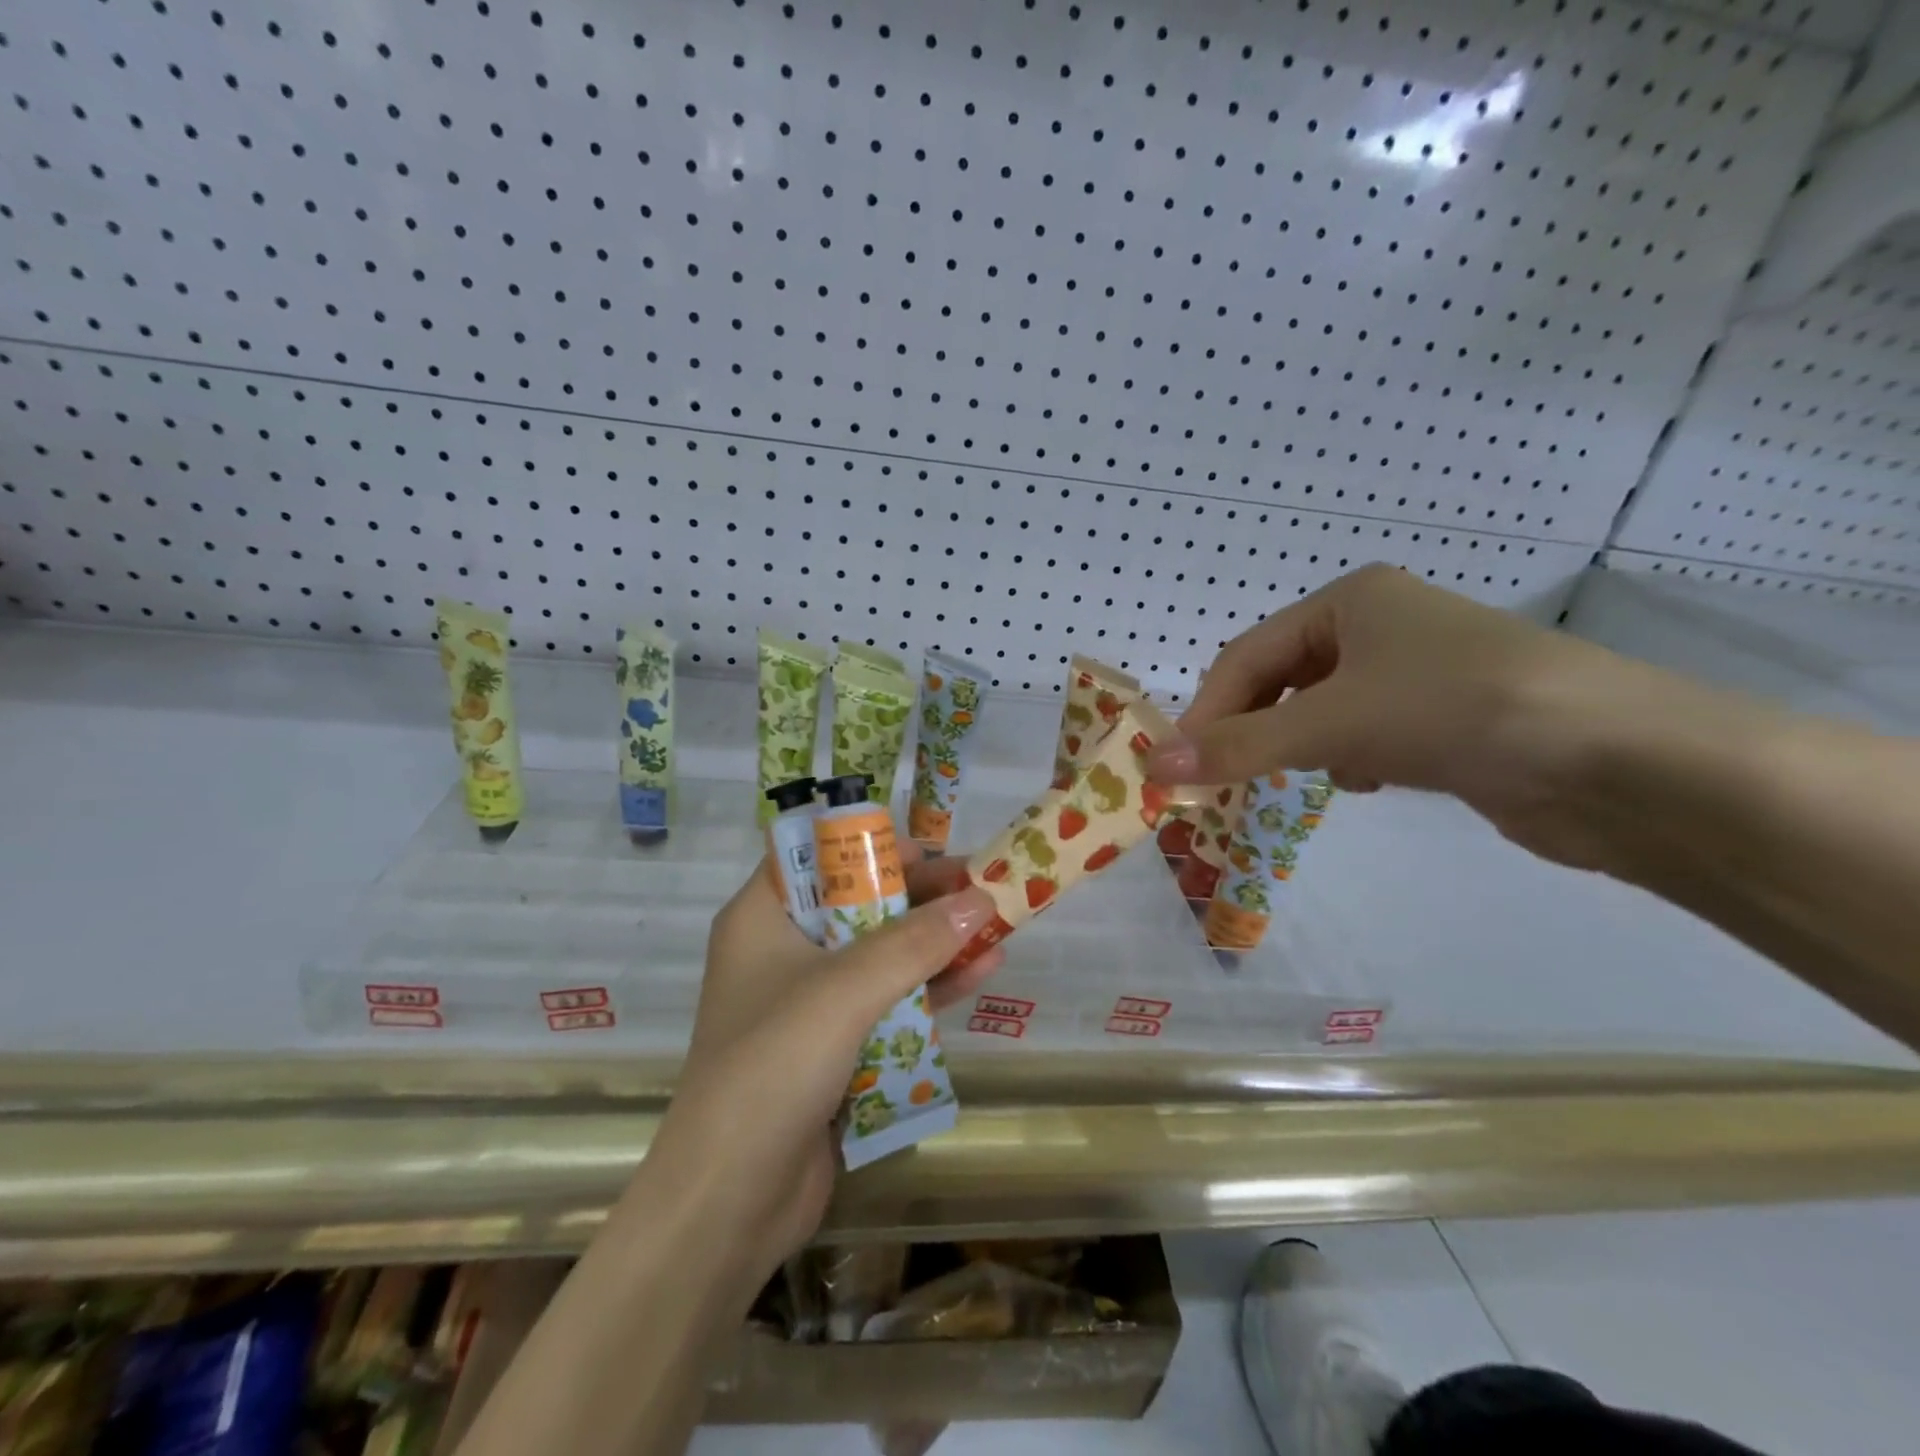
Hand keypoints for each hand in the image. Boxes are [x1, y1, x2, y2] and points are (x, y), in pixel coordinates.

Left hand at [637, 851, 1002, 1294]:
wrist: (730, 1201)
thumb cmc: (773, 1065)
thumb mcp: (846, 990)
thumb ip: (915, 942)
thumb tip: (980, 899)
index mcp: (763, 918)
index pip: (816, 856)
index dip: (872, 845)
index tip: (929, 846)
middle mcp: (783, 951)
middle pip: (859, 904)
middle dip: (919, 895)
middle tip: (978, 883)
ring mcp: (810, 1003)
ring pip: (881, 954)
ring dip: (935, 941)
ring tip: (996, 923)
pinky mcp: (835, 1048)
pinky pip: (889, 1002)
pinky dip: (932, 988)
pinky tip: (982, 973)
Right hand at [1146, 564, 1647, 866]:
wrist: (1619, 761)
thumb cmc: (1455, 709)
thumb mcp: (1332, 722)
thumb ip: (1239, 746)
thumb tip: (1154, 766)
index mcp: (1350, 600)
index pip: (1247, 655)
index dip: (1207, 709)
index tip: (1179, 765)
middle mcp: (1380, 626)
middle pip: (1281, 680)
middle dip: (1252, 729)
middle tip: (1226, 777)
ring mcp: (1416, 674)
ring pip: (1320, 711)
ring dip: (1300, 746)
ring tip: (1303, 775)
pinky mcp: (1445, 721)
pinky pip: (1365, 735)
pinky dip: (1349, 759)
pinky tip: (1366, 781)